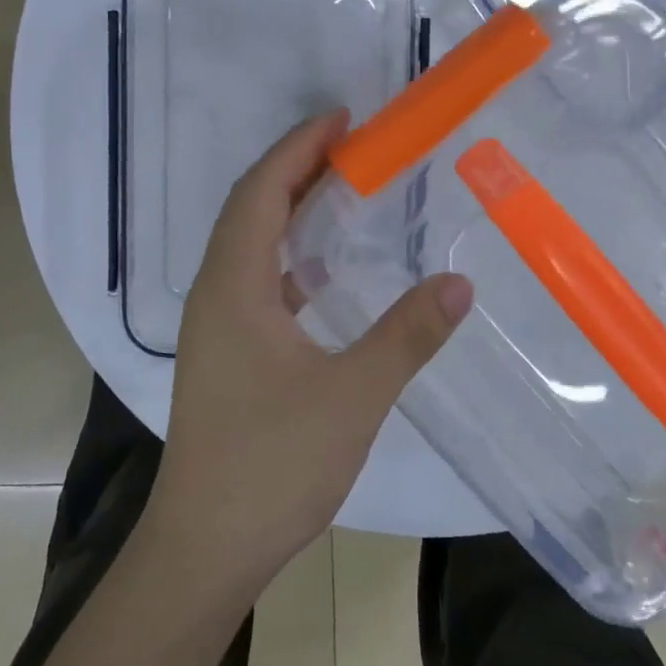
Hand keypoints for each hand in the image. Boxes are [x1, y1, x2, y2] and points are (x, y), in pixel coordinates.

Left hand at [145, 111, 473, 595]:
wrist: (206, 547)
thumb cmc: (272, 465)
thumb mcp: (352, 397)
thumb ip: (406, 336)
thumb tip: (460, 285)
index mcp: (233, 286)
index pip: (261, 191)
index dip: (298, 147)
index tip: (342, 119)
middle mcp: (215, 292)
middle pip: (250, 207)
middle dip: (296, 167)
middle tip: (352, 145)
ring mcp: (215, 323)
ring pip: (249, 242)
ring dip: (289, 207)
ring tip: (342, 190)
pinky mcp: (224, 349)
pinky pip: (254, 276)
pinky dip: (287, 252)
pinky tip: (323, 269)